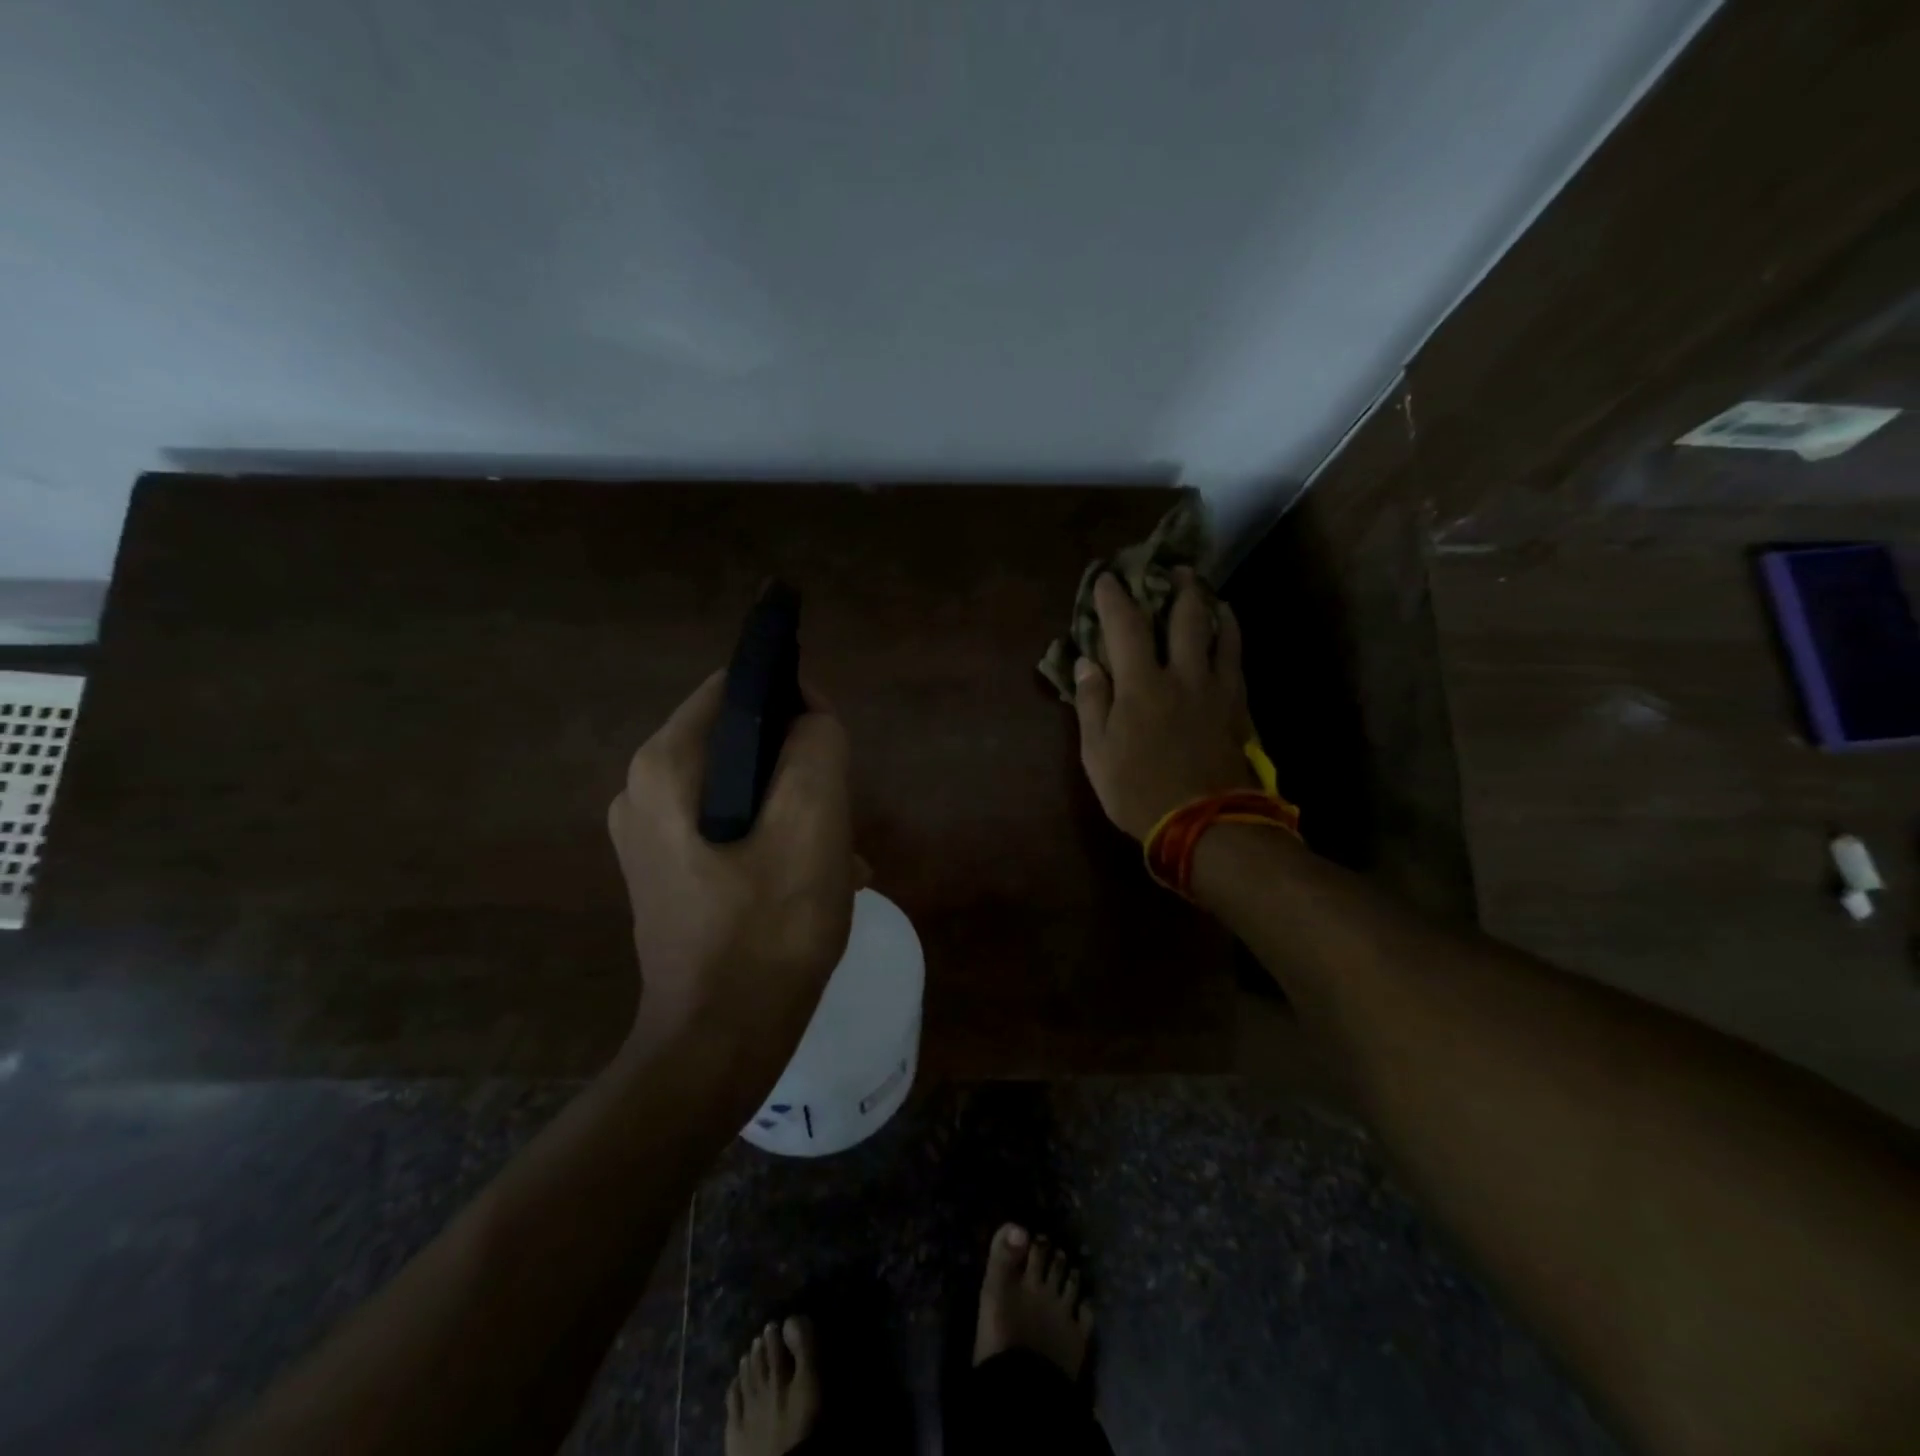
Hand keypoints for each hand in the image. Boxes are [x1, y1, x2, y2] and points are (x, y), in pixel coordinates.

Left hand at [608, 670, 856, 1062]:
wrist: (718, 1044)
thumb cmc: (769, 929)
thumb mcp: (812, 823)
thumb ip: (817, 746)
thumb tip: (811, 715)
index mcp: (666, 766)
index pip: (737, 688)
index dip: (794, 702)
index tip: (834, 748)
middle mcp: (643, 791)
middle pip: (741, 741)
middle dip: (798, 768)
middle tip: (838, 816)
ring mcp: (650, 837)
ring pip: (742, 789)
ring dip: (795, 810)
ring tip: (836, 857)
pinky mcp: (667, 874)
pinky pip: (730, 829)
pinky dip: (773, 840)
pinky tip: (814, 882)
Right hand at [1074, 568, 1254, 840]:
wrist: (1206, 824)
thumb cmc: (1139, 791)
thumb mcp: (1097, 754)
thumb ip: (1092, 703)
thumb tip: (1087, 662)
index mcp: (1141, 684)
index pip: (1125, 626)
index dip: (1113, 597)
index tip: (1107, 578)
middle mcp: (1183, 674)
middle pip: (1185, 616)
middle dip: (1176, 586)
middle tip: (1172, 569)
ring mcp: (1217, 689)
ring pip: (1221, 631)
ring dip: (1211, 605)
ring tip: (1205, 592)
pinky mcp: (1239, 707)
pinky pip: (1238, 660)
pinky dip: (1231, 637)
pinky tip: (1228, 633)